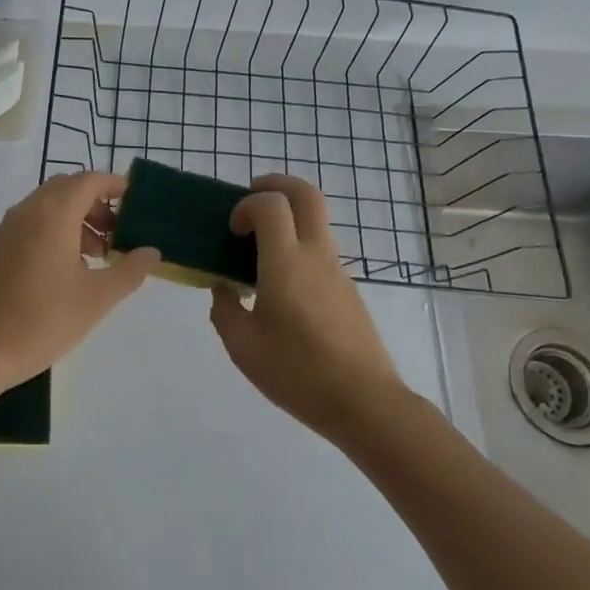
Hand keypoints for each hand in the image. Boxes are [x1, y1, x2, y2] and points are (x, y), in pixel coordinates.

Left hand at [0, 172, 160, 388]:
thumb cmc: (43, 321)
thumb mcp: (97, 299)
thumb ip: (129, 271)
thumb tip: (151, 252)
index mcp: (53, 214)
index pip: (88, 180)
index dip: (114, 185)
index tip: (135, 201)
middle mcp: (27, 211)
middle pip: (66, 188)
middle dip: (95, 203)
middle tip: (117, 232)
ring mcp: (6, 228)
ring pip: (46, 205)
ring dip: (75, 218)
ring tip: (96, 255)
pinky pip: (30, 222)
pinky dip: (53, 229)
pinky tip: (65, 268)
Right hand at [209, 174, 403, 439]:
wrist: (365, 403)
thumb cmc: (298, 373)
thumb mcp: (243, 347)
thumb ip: (224, 310)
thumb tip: (224, 288)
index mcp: (286, 263)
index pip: (270, 204)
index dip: (246, 205)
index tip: (232, 231)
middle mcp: (315, 256)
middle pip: (306, 194)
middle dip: (276, 185)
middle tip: (251, 201)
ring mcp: (337, 272)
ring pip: (316, 222)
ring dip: (287, 220)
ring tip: (258, 254)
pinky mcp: (348, 291)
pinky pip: (320, 252)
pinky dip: (297, 249)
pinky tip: (280, 290)